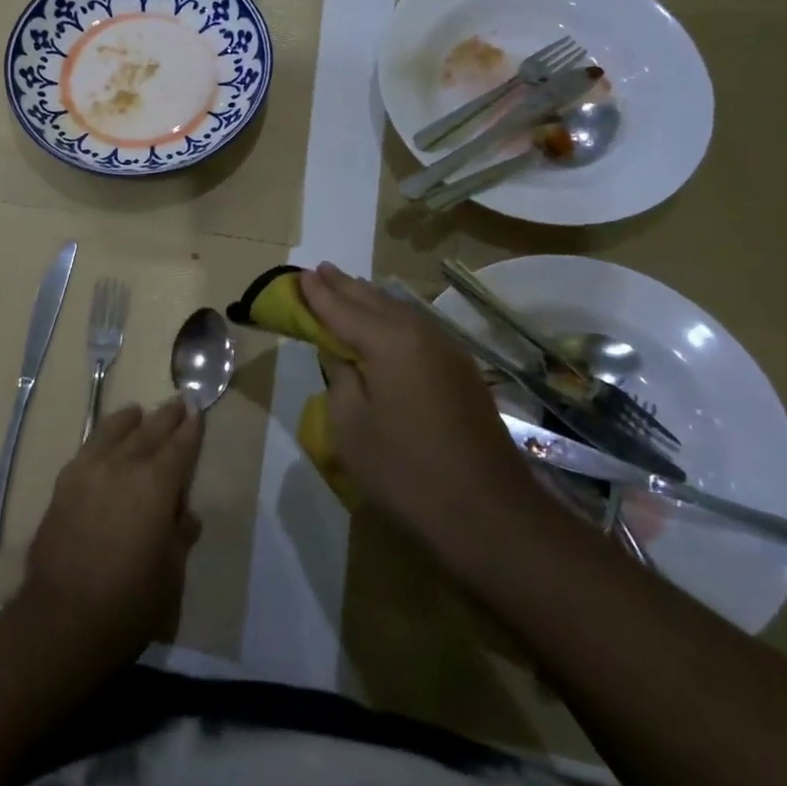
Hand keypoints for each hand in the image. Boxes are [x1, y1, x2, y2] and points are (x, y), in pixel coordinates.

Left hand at [20, 399, 203, 670]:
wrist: (63, 618)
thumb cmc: (130, 602)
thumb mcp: (171, 573)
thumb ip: (179, 535)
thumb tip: (184, 515)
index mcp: (156, 485)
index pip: (180, 447)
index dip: (191, 429)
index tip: (198, 411)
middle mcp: (122, 466)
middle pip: (148, 431)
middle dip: (166, 417)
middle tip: (178, 401)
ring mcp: (88, 471)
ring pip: (112, 432)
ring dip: (130, 420)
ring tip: (138, 412)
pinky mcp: (63, 485)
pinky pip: (87, 449)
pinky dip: (101, 438)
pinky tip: (104, 440)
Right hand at [299, 262, 550, 552]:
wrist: (489, 514)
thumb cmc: (406, 471)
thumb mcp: (351, 425)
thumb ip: (340, 377)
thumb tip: (344, 355)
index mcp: (389, 341)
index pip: (342, 308)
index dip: (316, 294)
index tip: (297, 276)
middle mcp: (420, 333)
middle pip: (373, 300)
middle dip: (343, 287)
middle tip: (318, 271)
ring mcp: (446, 351)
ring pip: (399, 311)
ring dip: (369, 299)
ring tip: (346, 287)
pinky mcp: (460, 372)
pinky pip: (416, 329)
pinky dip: (391, 318)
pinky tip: (384, 322)